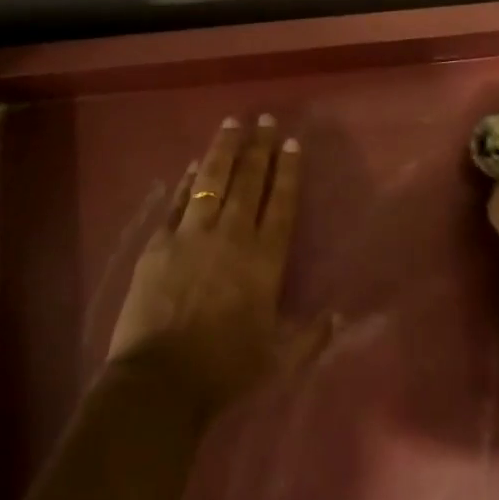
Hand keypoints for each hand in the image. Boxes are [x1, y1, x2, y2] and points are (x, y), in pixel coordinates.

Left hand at [108, 115, 328, 412]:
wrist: (159, 381)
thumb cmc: (225, 370)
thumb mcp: (279, 359)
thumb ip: (311, 335)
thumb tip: (340, 316)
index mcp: (264, 260)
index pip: (281, 204)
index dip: (287, 171)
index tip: (291, 142)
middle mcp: (231, 237)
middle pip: (248, 182)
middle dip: (259, 147)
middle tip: (265, 119)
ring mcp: (191, 236)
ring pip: (211, 181)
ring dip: (223, 150)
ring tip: (231, 123)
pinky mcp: (158, 244)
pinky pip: (178, 202)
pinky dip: (188, 180)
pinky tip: (194, 164)